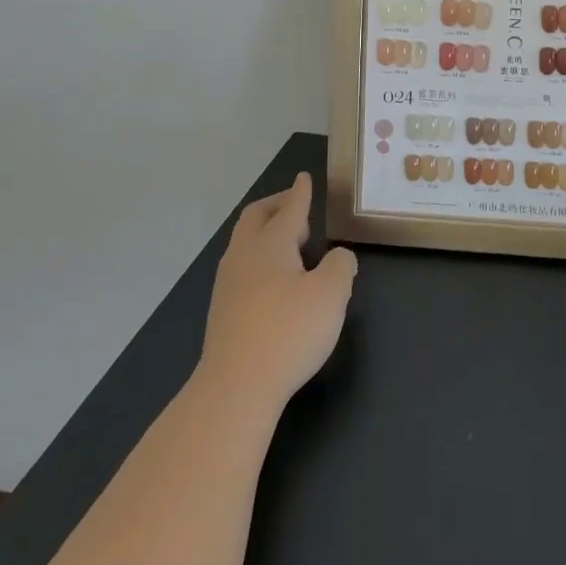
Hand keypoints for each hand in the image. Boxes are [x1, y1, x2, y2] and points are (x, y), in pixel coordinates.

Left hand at [198, 172, 355, 415]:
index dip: (301, 192)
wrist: (236, 386)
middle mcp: (244, 256)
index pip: (290, 208)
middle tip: (298, 206)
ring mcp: (228, 283)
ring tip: (294, 242)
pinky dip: (263, 257)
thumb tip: (338, 257)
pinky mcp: (224, 310)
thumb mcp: (331, 294)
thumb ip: (341, 266)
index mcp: (270, 244)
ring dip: (268, 232)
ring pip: (246, 243)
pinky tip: (278, 278)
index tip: (305, 177)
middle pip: (256, 218)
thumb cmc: (288, 332)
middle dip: (278, 206)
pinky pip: (244, 266)